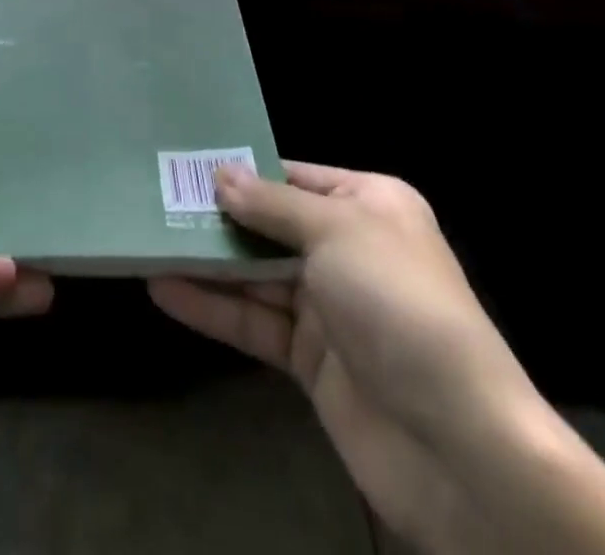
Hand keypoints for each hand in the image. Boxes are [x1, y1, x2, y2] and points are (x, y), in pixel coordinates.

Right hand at [150, 164, 604, 554]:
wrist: (457, 443)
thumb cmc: (397, 302)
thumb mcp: (335, 232)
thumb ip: (271, 205)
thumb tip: (219, 174)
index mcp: (368, 204)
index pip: (294, 176)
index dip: (243, 171)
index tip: (186, 162)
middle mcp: (348, 247)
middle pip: (270, 225)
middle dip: (217, 216)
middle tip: (153, 200)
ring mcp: (328, 305)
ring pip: (255, 275)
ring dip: (206, 263)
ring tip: (147, 241)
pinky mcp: (310, 359)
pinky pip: (254, 322)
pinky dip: (212, 307)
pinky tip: (164, 290)